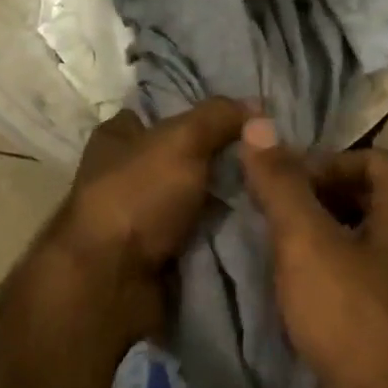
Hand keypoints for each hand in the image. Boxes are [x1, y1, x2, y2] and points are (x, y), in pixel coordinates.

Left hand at [48, 99, 250, 339]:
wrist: (111, 282)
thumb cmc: (137, 197)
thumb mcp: (182, 141)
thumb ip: (218, 117)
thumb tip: (257, 106)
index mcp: (117, 137)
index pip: (162, 112)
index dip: (200, 112)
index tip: (247, 119)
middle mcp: (125, 174)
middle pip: (184, 158)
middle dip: (223, 160)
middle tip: (271, 160)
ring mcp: (140, 217)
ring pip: (195, 199)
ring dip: (227, 201)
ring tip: (275, 193)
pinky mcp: (155, 253)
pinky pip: (198, 235)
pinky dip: (221, 234)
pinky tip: (258, 226)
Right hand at [239, 119, 387, 387]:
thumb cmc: (351, 316)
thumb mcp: (306, 243)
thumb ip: (282, 185)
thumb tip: (257, 127)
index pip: (374, 159)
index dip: (329, 161)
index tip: (288, 184)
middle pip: (371, 197)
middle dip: (322, 197)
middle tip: (278, 213)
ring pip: (366, 239)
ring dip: (325, 235)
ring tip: (283, 250)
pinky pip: (366, 275)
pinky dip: (335, 270)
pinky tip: (304, 292)